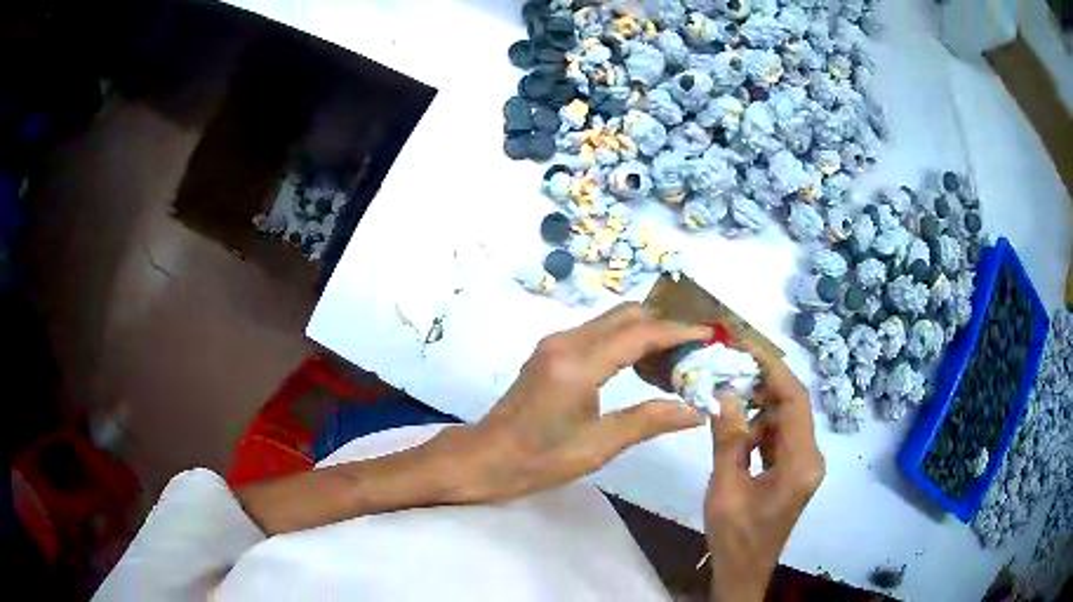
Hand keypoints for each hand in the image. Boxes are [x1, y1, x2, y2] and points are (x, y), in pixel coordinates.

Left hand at [431, 302, 709, 502]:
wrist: (485, 458)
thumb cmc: (538, 460)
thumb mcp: (598, 447)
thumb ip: (649, 421)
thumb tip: (695, 410)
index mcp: (578, 365)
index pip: (640, 334)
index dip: (679, 332)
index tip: (710, 337)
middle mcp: (566, 342)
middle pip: (627, 315)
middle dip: (665, 328)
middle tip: (693, 355)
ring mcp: (555, 343)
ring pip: (612, 321)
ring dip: (646, 334)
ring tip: (673, 365)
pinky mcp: (551, 351)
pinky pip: (598, 333)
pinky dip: (626, 342)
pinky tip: (641, 369)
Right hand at [704, 345, 824, 601]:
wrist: (744, 570)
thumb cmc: (734, 535)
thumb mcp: (726, 487)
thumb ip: (728, 439)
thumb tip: (725, 392)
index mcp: (801, 462)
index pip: (796, 400)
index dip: (773, 369)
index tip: (746, 347)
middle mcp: (811, 458)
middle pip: (792, 408)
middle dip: (761, 388)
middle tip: (727, 376)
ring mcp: (804, 465)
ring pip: (784, 422)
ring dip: (757, 414)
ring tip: (725, 414)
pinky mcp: (794, 472)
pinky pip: (779, 439)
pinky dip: (758, 432)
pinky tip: (736, 440)